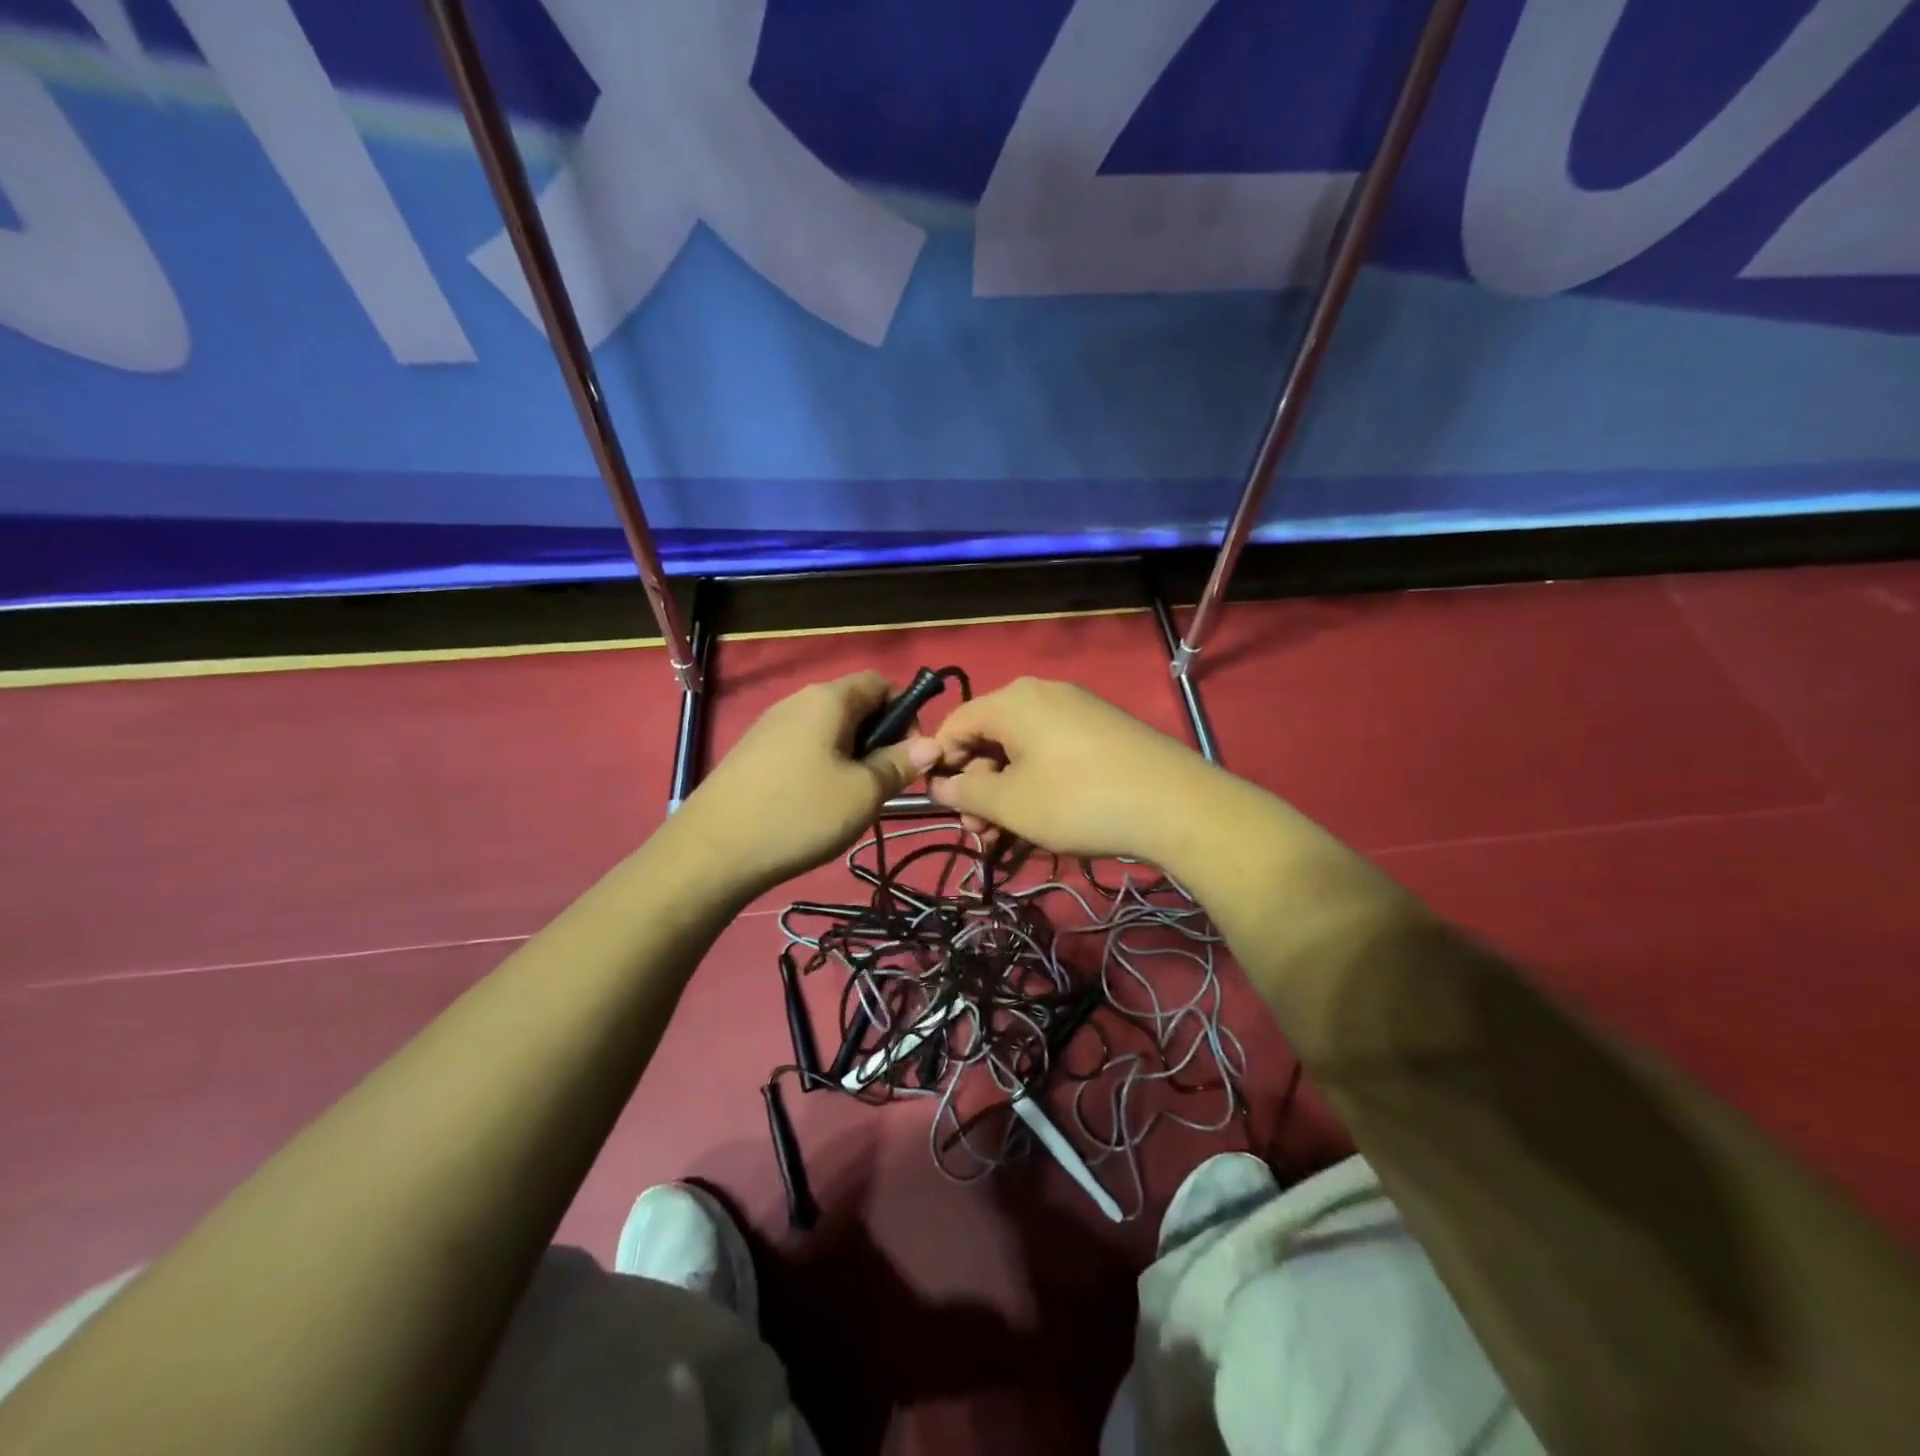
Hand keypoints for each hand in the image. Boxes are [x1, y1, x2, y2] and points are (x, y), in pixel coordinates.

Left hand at [679, 672, 940, 892]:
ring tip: (851, 801)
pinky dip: (820, 768)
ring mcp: (769, 727)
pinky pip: (801, 749)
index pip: (879, 683)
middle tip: (884, 785)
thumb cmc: (800, 813)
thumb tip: (932, 744)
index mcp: (828, 699)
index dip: (904, 712)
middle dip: (878, 740)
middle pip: (853, 707)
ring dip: (850, 758)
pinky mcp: (752, 754)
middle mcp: (797, 702)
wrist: (712, 852)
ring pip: (827, 732)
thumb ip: (899, 764)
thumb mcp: (863, 793)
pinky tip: (814, 806)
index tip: (910, 755)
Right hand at [928, 677, 1213, 860]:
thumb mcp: (1012, 804)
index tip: (945, 806)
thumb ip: (967, 794)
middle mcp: (1042, 693)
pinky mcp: (1102, 727)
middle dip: (978, 786)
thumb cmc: (1079, 801)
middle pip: (989, 736)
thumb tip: (941, 785)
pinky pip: (1052, 749)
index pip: (955, 724)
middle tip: (982, 832)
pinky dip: (1038, 780)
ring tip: (1011, 833)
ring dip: (1007, 790)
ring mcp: (1077, 708)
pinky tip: (1047, 815)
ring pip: (1021, 748)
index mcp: (1012, 701)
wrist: (1177, 804)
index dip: (942, 764)